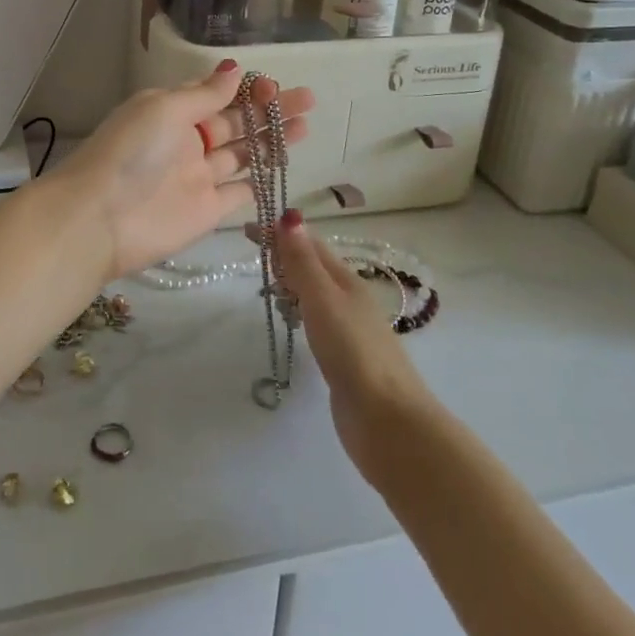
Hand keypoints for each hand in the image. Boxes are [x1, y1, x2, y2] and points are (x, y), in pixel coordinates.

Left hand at [51, 63, 313, 281]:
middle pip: (234, 123)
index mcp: (171, 112)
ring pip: (242, 156)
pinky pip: (238, 194)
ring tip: (304, 127)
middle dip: (268, 111)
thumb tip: (234, 68)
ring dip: (271, 141)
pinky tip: (282, 169)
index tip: (274, 85)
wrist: (101, 219)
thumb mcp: (164, 109)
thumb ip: (204, 93)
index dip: (245, 90)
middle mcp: (186, 142)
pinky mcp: (207, 211)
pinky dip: (257, 183)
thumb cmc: (131, 152)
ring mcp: (198, 178)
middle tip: (307, 100)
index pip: (215, 96)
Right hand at [278, 213, 437, 479]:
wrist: (387, 419)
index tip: (247, 228)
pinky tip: (291, 322)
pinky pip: (316, 320)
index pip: (310, 245)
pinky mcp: (343, 357)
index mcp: (346, 280)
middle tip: (253, 256)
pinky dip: (299, 310)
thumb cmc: (353, 352)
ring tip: (266, 287)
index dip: (281, 233)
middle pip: (314, 266)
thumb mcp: (323, 299)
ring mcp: (349, 329)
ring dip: (291, 282)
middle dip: (285, 255)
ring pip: (315, 294)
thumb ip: (303, 261)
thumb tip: (290, 216)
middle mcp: (349, 299)